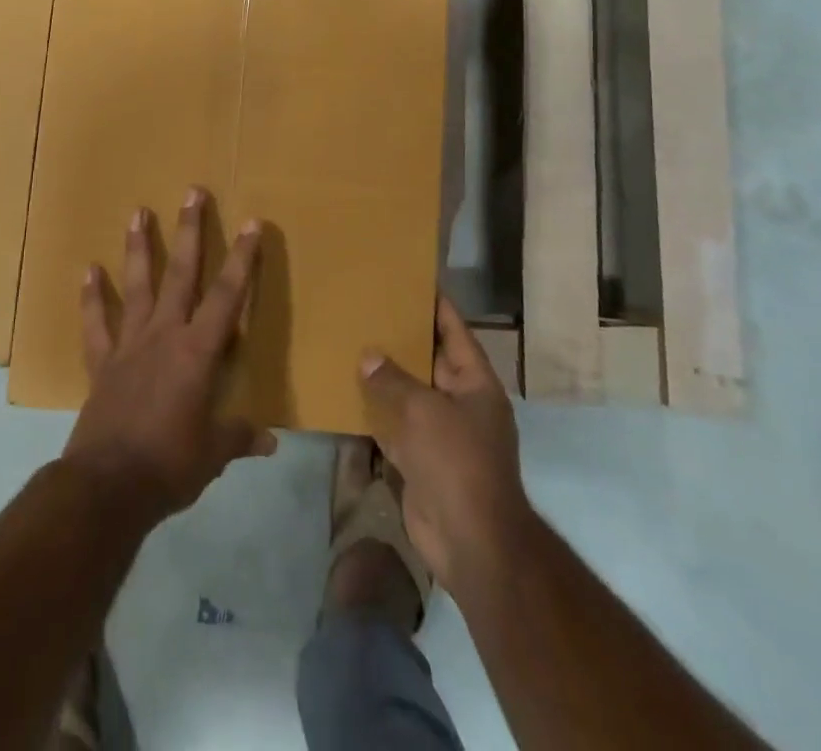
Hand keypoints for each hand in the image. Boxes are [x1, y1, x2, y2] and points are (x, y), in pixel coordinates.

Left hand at [62, 188, 277, 524]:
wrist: (108, 486)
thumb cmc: (170, 465)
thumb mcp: (214, 454)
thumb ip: (240, 438)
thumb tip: (270, 442)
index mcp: (198, 352)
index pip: (227, 296)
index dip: (242, 259)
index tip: (252, 223)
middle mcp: (164, 335)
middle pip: (181, 273)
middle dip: (190, 231)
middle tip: (192, 192)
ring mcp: (129, 344)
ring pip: (137, 285)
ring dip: (139, 247)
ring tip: (138, 211)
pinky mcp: (102, 362)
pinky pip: (96, 324)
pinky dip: (91, 298)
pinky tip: (88, 271)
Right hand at [359, 296, 531, 593]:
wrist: (471, 542)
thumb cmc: (457, 462)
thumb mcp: (424, 410)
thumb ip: (393, 380)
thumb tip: (368, 356)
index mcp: (474, 383)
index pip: (454, 330)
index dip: (435, 304)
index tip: (410, 278)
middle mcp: (460, 402)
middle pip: (428, 360)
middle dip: (400, 338)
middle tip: (366, 307)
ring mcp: (440, 433)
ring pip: (408, 393)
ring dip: (384, 376)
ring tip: (350, 343)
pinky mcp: (420, 460)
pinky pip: (394, 426)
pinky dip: (374, 413)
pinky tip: (346, 394)